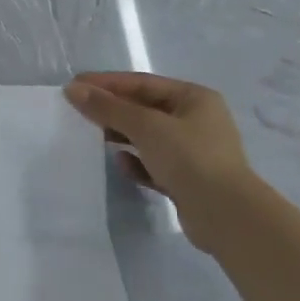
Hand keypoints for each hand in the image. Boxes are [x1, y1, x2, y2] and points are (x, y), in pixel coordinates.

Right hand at [64, 71, 257, 253]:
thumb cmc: (189, 158)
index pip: (142, 83)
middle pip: (144, 109)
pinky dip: (136, 162)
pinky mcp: (188, 180)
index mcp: (194, 98)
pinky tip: (121, 165)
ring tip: (94, 137)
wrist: (227, 217)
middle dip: (112, 110)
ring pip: (148, 137)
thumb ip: (107, 107)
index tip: (74, 86)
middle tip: (78, 112)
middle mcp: (197, 121)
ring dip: (122, 136)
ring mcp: (194, 152)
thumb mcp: (145, 126)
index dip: (106, 83)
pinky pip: (154, 164)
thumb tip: (72, 89)